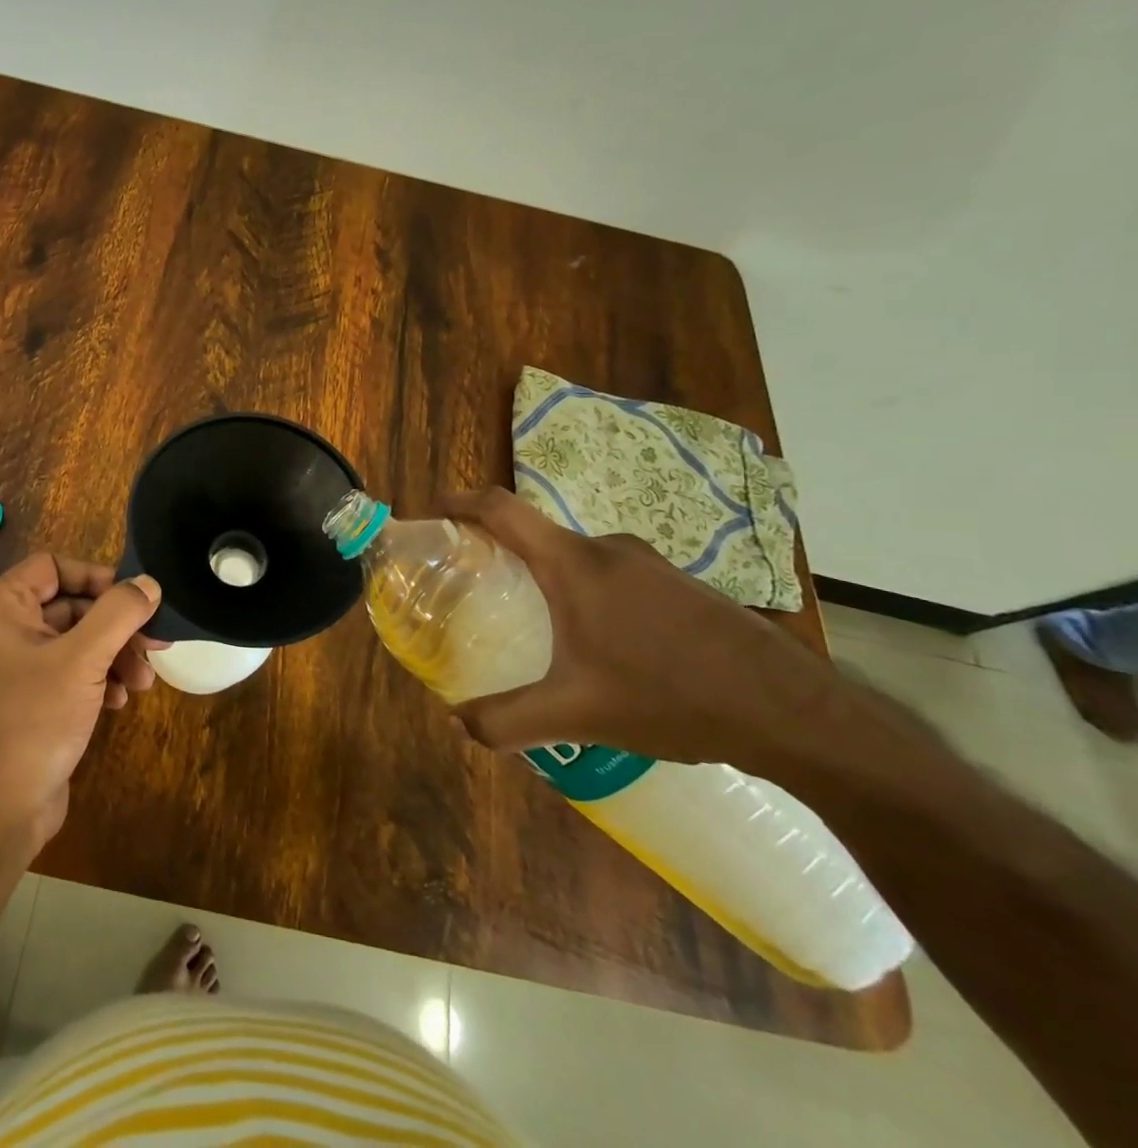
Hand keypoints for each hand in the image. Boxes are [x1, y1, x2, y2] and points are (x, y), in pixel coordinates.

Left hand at [0, 553, 162, 843]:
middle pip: (71, 606)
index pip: (54, 566)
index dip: (96, 577)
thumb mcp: (83, 660)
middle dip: (115, 627)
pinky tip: (120, 701)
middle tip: (154, 645)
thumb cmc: (34, 720)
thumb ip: (119, 613)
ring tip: (143, 681)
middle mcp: (2, 629)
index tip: (133, 599)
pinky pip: (69, 672)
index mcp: (1, 607)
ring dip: (113, 655)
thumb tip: (148, 582)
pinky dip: (98, 679)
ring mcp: (14, 667)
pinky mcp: (27, 699)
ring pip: (75, 641)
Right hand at [437, 488, 844, 768]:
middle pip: (538, 535)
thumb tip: (456, 725)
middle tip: (481, 589)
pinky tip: (607, 648)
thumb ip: (507, 720)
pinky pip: (616, 576)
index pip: (501, 509)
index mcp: (573, 563)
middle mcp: (608, 549)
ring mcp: (651, 564)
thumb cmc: (670, 697)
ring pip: (579, 560)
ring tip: (542, 629)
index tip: (433, 511)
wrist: (793, 713)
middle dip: (503, 554)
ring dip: (551, 581)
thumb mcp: (577, 716)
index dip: (460, 501)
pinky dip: (591, 596)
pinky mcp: (682, 585)